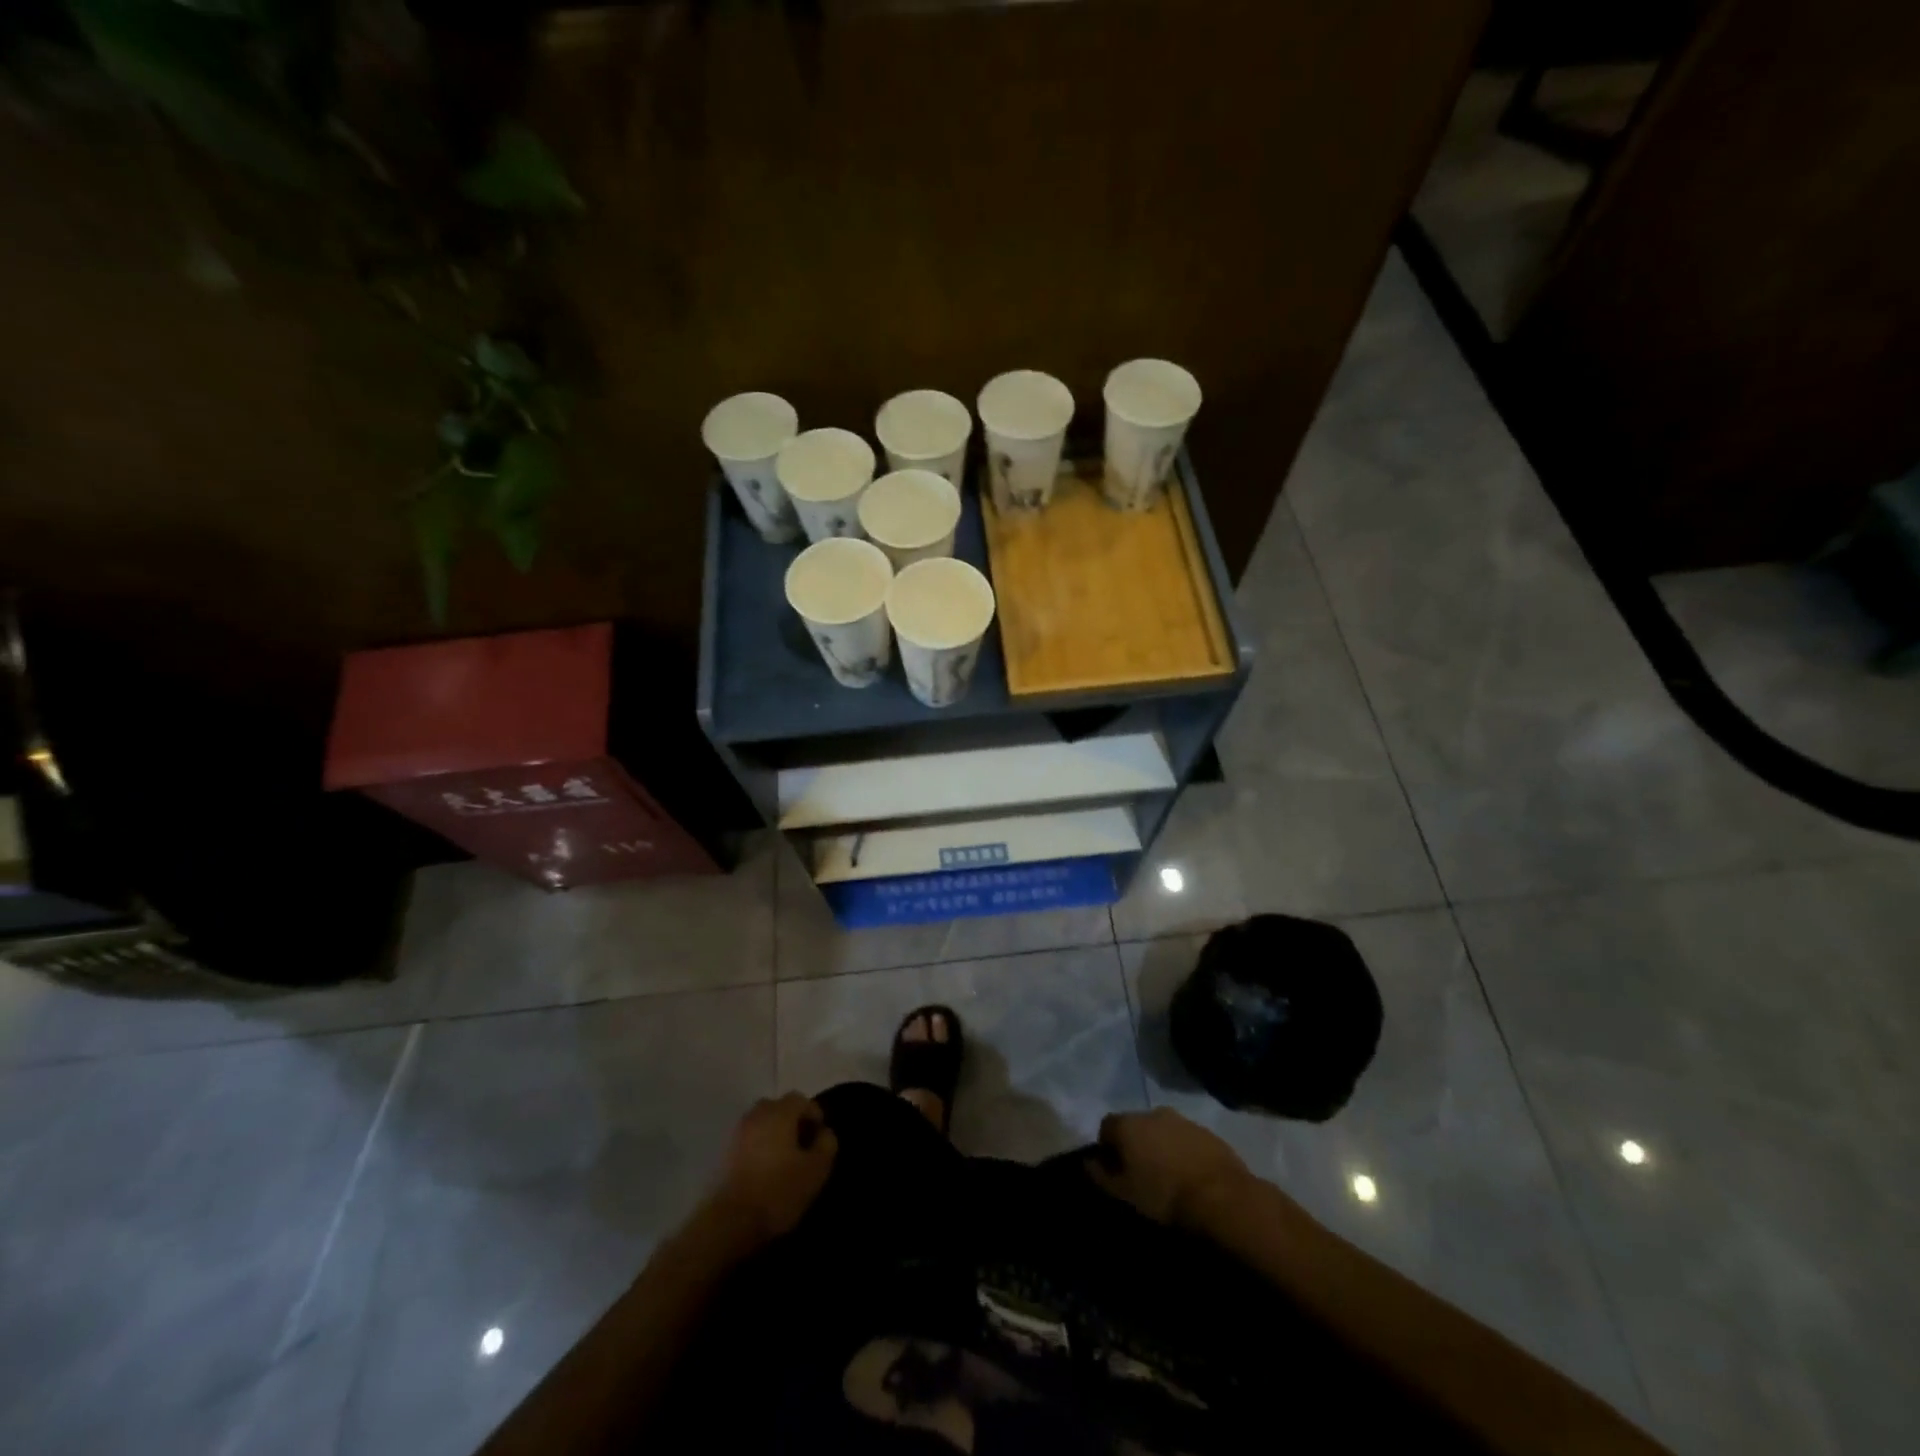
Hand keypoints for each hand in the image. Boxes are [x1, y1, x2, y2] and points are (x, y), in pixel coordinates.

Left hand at [702, 1093, 837, 1252]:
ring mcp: (738, 1133)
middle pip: (778, 1107)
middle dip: (792, 1121)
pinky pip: (749, 1140)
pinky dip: (759, 1147)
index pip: (801, 1100)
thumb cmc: (778, 1191)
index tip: (820, 1139)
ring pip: (761, 1123)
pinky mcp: (725, 1153)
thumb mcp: (816, 1170)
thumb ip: (826, 1144)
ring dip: (774, 1134)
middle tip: (802, 1146)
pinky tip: (765, 1170)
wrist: (730, 1221)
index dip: (814, 1115)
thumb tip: (824, 1132)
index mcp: (779, 1113)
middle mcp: (757, 1115)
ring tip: (784, 1159)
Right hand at [1087, 1107, 1252, 1228]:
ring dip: (1160, 1147)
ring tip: (1167, 1176)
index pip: (1106, 1127)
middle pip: (1135, 1125)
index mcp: (1128, 1123)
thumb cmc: (1164, 1196)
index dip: (1107, 1148)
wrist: (1222, 1197)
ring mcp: (1182, 1119)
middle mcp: (1152, 1112)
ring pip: (1161, 1131)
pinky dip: (1182, 1152)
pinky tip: (1189, 1175)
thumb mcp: (1124, 1194)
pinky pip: (1185, 1139)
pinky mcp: (1206, 1132)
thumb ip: (1101, 1176)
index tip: (1114, 1171)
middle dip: (1135, 1145)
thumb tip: (1088, 1162)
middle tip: (1141, 1174)